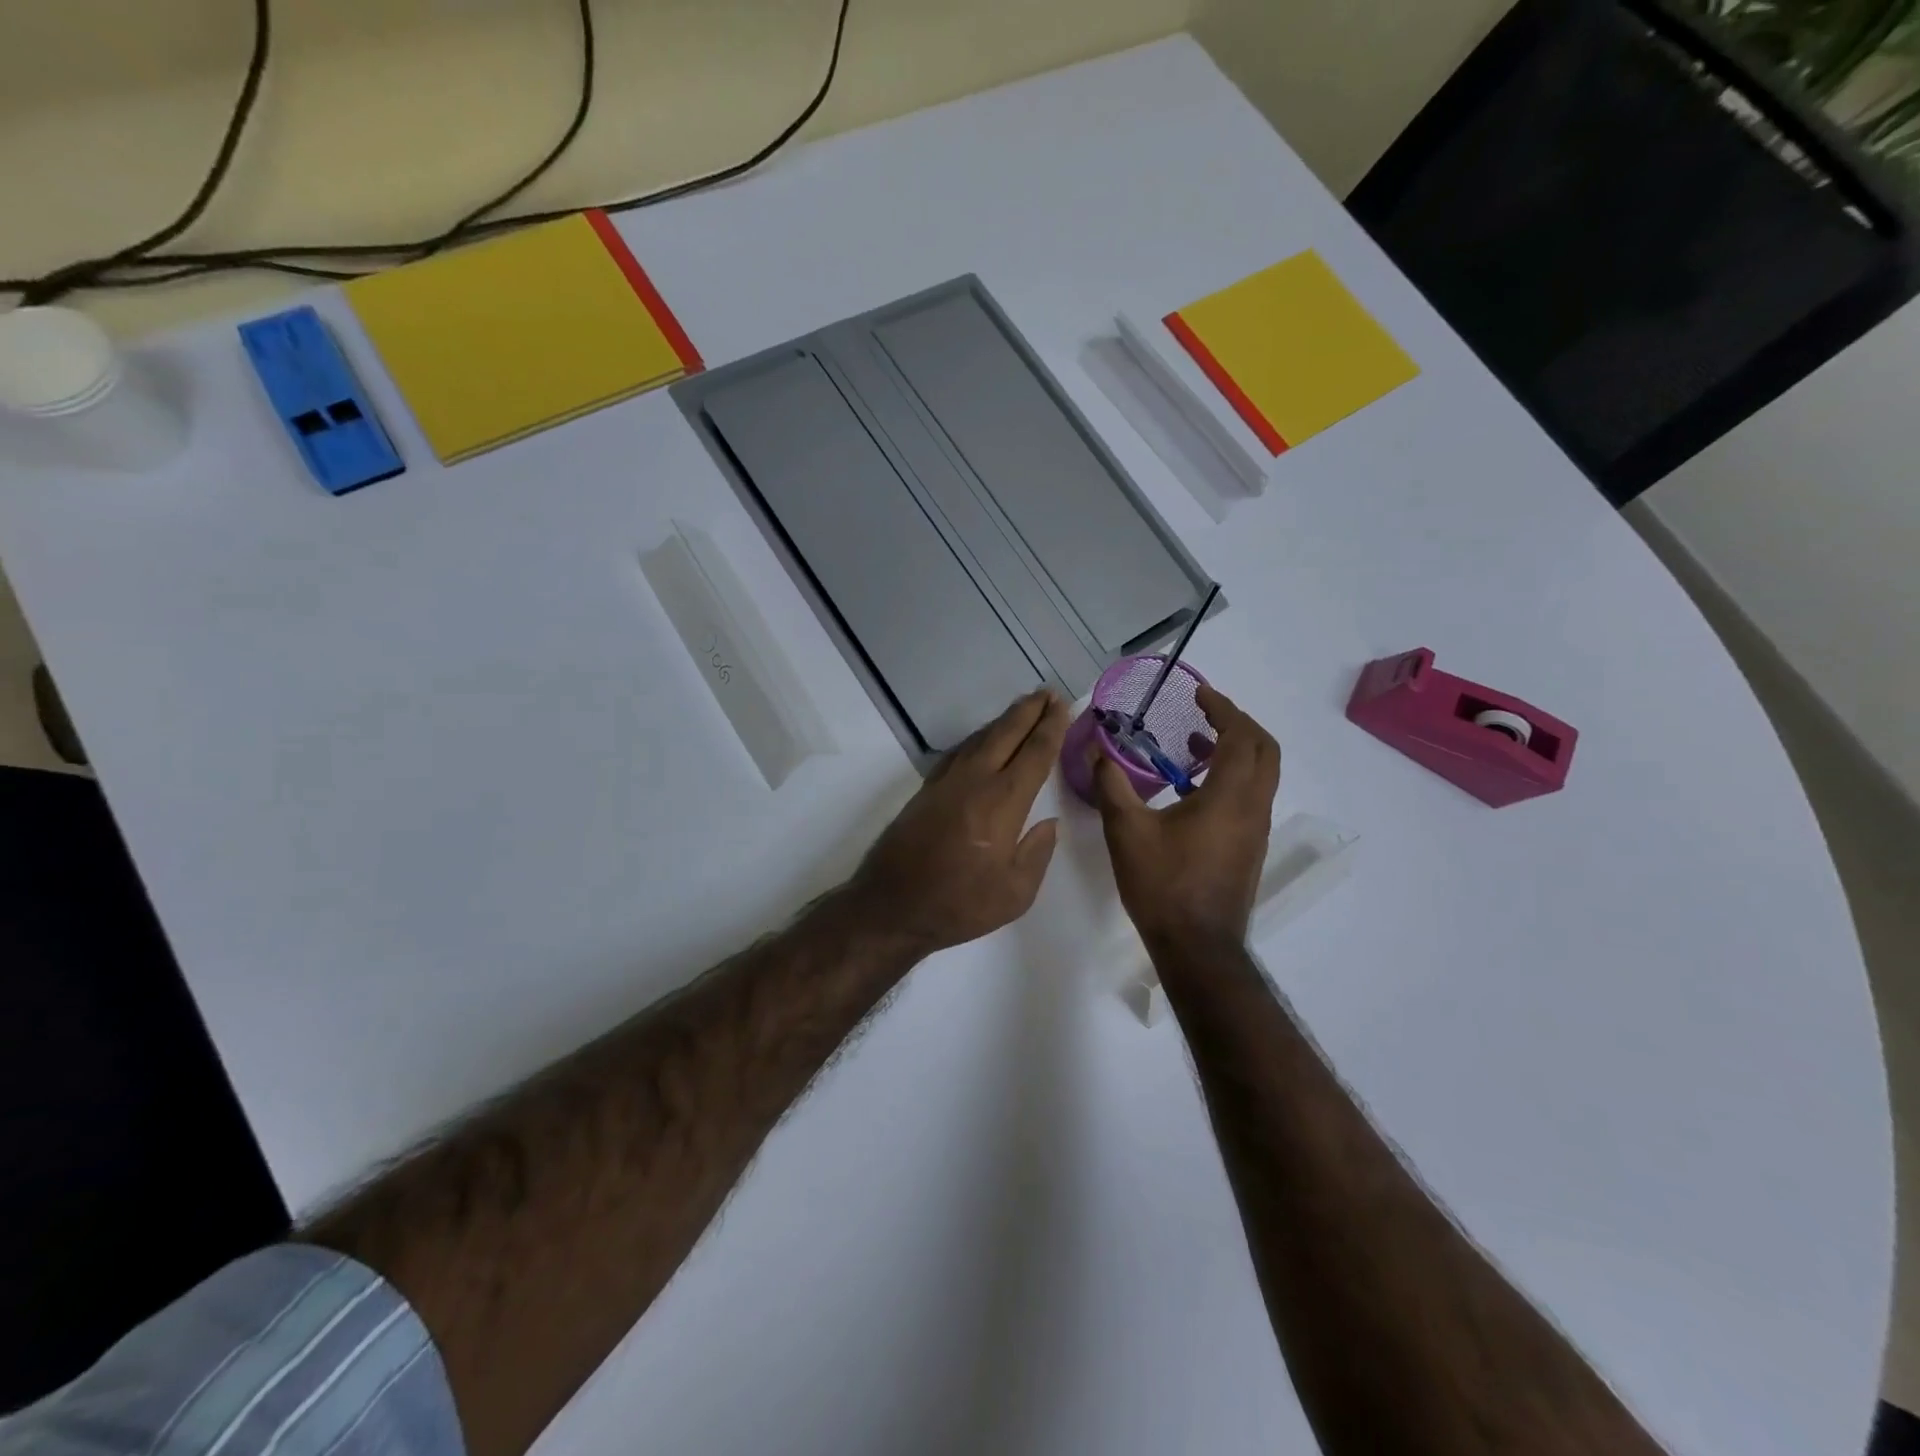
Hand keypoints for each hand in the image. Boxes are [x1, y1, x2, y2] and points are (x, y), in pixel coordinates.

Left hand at [850, 690, 1069, 954]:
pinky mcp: (926, 790)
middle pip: (1006, 734)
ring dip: (1004, 720)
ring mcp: (946, 782)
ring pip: (980, 739)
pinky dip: (977, 738)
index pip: (1034, 754)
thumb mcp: (1015, 894)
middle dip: (1029, 711)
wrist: (891, 906)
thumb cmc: (959, 905)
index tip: (1063, 706)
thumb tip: (1048, 823)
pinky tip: (983, 739)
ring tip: (1022, 708)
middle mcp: (975, 781)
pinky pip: (959, 752)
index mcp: (1003, 802)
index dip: (1051, 728)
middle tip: (1048, 693)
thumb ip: (1037, 854)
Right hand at [1092, 683, 1280, 948]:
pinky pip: (1251, 796)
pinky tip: (1192, 790)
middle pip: (1265, 750)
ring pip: (1262, 775)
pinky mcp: (1249, 848)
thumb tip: (1095, 747)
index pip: (1241, 736)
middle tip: (1205, 712)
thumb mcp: (1126, 830)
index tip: (1199, 693)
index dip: (1223, 708)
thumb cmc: (1163, 884)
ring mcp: (1255, 830)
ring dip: (1236, 750)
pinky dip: (1232, 776)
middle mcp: (1253, 807)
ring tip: (1194, 744)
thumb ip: (1110, 784)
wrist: (1196, 947)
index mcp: (1230, 796)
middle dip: (1238, 723)